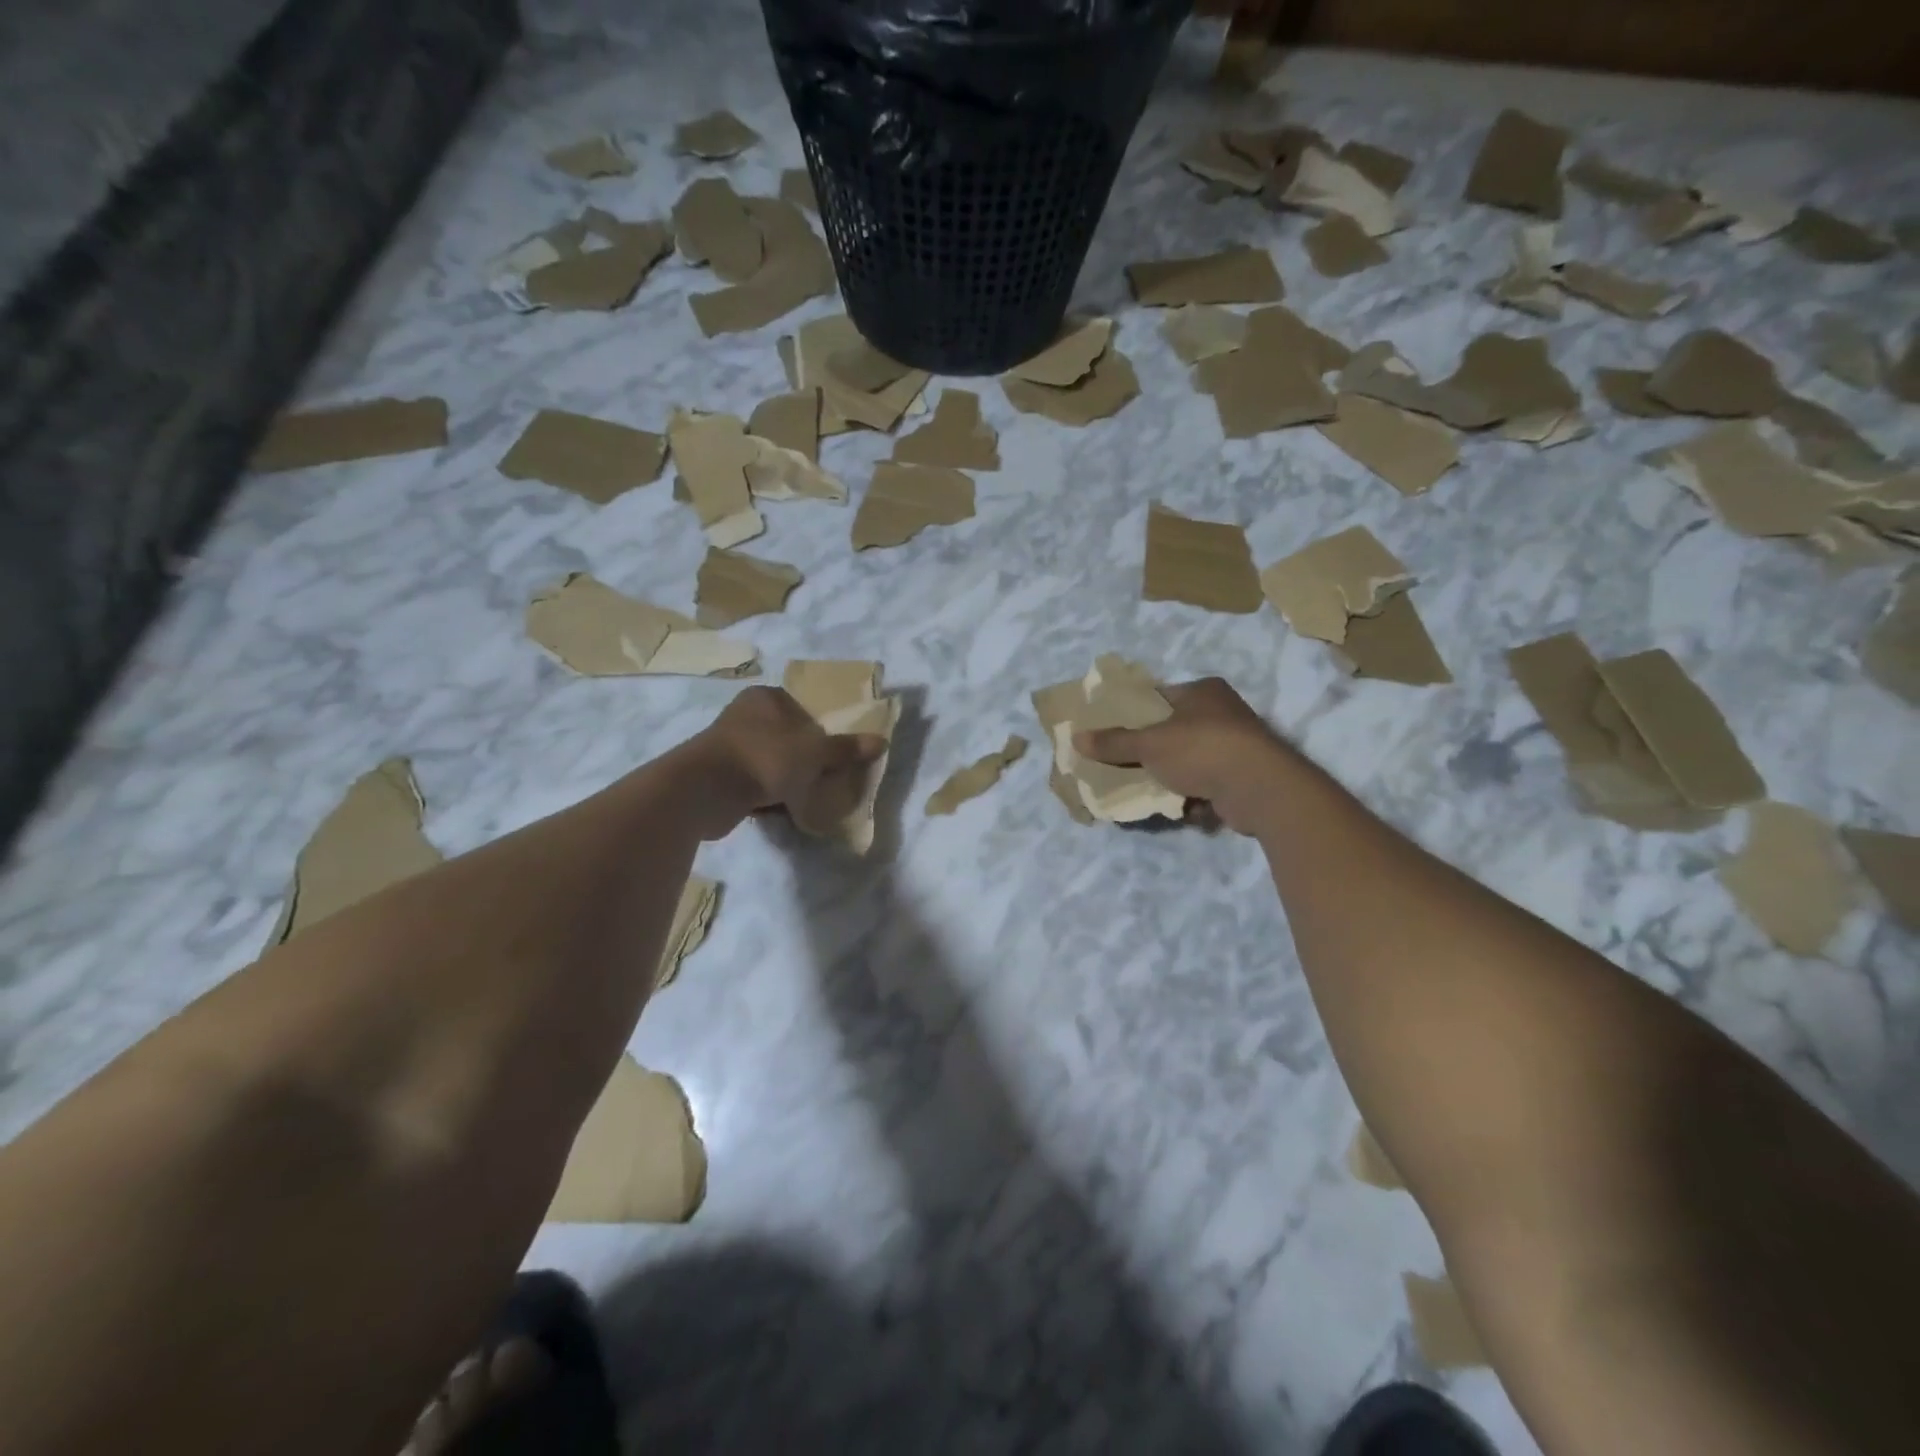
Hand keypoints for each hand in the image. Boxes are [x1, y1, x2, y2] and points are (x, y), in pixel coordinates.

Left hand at [695, 687, 886, 837]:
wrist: (706, 791)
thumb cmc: (765, 758)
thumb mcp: (814, 752)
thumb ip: (846, 748)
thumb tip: (881, 741)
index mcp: (765, 698)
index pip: (802, 707)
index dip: (822, 727)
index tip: (837, 750)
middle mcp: (744, 715)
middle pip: (788, 735)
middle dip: (806, 757)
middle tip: (828, 774)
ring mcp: (728, 745)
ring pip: (772, 760)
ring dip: (788, 777)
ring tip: (810, 794)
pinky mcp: (720, 775)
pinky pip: (755, 782)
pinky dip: (769, 794)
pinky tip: (785, 808)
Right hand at [1073, 678, 1306, 834]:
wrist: (1259, 788)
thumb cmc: (1201, 749)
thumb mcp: (1149, 743)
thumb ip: (1113, 742)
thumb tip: (1076, 738)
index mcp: (1202, 691)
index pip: (1160, 696)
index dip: (1134, 713)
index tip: (1111, 731)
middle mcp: (1223, 712)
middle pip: (1174, 731)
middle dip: (1151, 751)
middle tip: (1124, 764)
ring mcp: (1237, 745)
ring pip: (1189, 760)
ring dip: (1171, 777)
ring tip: (1147, 790)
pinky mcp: (1244, 776)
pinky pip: (1207, 784)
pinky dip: (1193, 796)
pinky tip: (1179, 807)